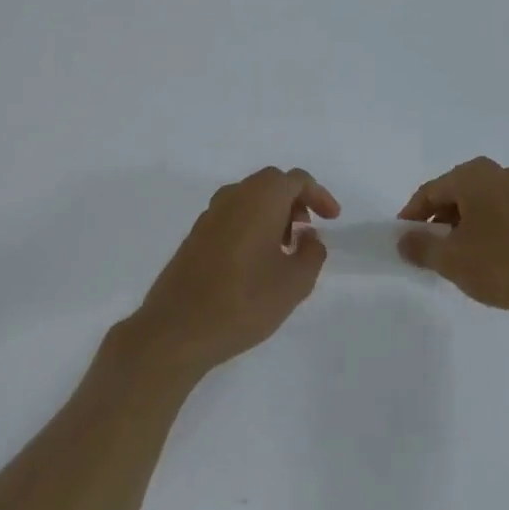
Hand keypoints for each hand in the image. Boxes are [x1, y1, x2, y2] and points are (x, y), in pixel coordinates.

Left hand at [129, 167, 340, 377]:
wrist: (176, 329)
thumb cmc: (243, 302)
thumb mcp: (294, 283)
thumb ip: (312, 254)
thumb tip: (309, 237)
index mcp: (260, 198)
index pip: (296, 180)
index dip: (319, 196)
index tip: (332, 219)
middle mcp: (233, 196)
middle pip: (272, 184)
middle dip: (295, 202)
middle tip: (306, 233)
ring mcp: (210, 214)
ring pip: (250, 198)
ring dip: (272, 214)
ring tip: (283, 250)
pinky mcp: (195, 234)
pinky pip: (232, 215)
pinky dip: (251, 224)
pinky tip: (255, 261)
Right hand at [397, 157, 508, 328]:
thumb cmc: (503, 264)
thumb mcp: (451, 259)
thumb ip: (421, 247)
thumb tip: (404, 240)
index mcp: (474, 175)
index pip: (430, 191)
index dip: (412, 216)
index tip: (403, 240)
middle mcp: (500, 173)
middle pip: (456, 194)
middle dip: (438, 221)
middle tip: (427, 250)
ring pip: (480, 205)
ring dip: (462, 227)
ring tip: (456, 259)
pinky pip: (501, 215)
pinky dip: (486, 231)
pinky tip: (486, 259)